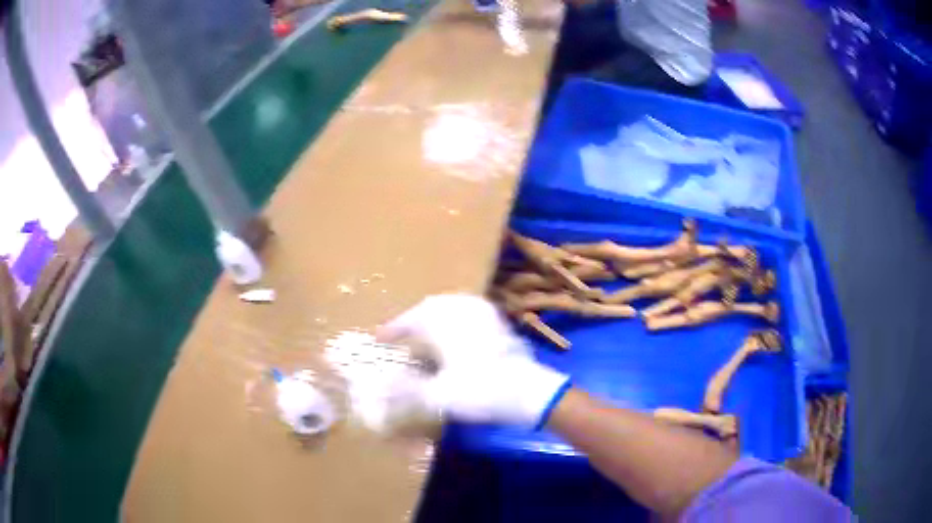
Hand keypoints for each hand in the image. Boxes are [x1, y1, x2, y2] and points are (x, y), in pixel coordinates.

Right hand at [377, 295, 569, 428]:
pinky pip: (472, 311)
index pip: (412, 319)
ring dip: (435, 314)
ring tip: (425, 329)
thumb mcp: (438, 396)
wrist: (528, 393)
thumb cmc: (481, 392)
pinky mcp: (500, 326)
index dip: (393, 328)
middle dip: (414, 318)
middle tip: (402, 332)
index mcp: (446, 326)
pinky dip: (457, 317)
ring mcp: (485, 317)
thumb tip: (381, 387)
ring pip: (453, 305)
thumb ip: (407, 391)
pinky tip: (457, 333)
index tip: (380, 338)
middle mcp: (464, 314)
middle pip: (432, 306)